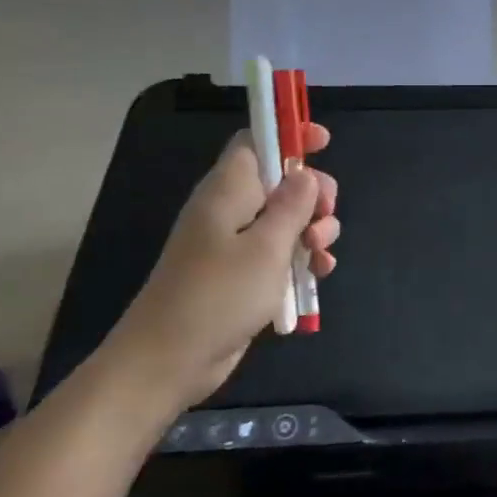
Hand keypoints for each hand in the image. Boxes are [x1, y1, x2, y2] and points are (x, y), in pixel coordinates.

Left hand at [105, 124, 339, 416]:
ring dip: (313, 231)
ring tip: (320, 256)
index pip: (256, 143)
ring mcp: (236, 245)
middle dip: (314, 195)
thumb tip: (306, 173)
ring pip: (287, 221)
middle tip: (326, 216)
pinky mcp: (243, 276)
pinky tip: (319, 274)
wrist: (170, 361)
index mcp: (228, 191)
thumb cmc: (218, 296)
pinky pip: (281, 254)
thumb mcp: (266, 247)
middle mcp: (231, 211)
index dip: (288, 135)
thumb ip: (292, 206)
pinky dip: (302, 259)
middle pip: (281, 182)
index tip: (323, 141)